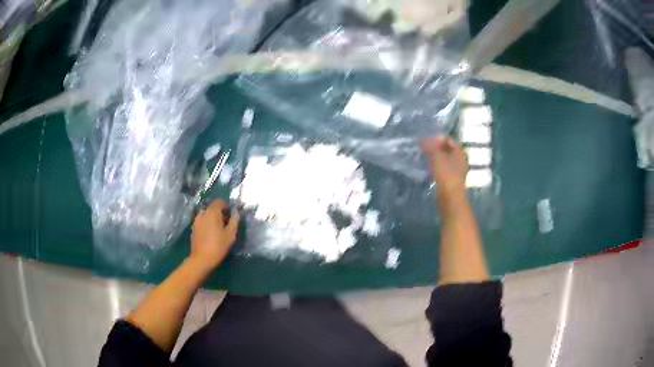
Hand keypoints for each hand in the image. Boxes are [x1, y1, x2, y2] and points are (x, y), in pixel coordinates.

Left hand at [190, 200, 239, 270]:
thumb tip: (236, 211)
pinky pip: (202, 221)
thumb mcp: (231, 234)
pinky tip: (211, 234)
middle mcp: (203, 213)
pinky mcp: (193, 228)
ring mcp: (196, 220)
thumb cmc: (218, 246)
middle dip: (220, 212)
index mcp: (212, 212)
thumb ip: (234, 220)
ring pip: (206, 214)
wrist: (202, 259)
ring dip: (213, 218)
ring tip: (218, 229)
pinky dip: (207, 223)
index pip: (219, 202)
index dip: (226, 206)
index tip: (231, 215)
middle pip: (212, 208)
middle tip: (226, 223)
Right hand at [422, 136, 467, 194]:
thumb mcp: (436, 157)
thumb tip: (423, 139)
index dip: (436, 138)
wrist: (450, 198)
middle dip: (435, 148)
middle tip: (423, 149)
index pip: (448, 139)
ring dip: (434, 158)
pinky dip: (436, 167)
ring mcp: (457, 170)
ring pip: (444, 159)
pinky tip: (428, 169)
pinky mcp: (452, 180)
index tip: (424, 141)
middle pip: (446, 149)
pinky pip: (443, 169)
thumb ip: (430, 146)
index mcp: (460, 152)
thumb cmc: (446, 175)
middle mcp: (461, 159)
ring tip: (424, 158)